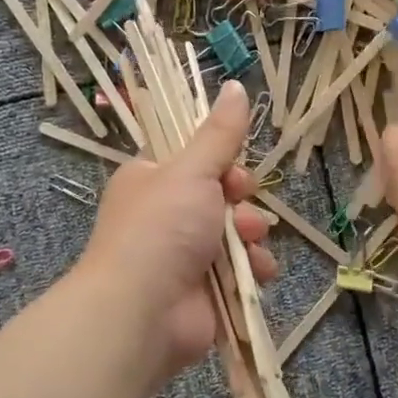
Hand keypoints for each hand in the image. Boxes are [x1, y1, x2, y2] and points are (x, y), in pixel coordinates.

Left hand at [79, 81, 277, 381]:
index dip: (223, 163)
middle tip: (240, 206)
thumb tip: (236, 85)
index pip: (197, 160)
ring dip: (252, 234)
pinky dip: (254, 269)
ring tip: (247, 242)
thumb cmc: (160, 229)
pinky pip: (244, 268)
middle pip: (224, 196)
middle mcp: (167, 216)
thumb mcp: (191, 171)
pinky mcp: (207, 290)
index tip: (234, 170)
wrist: (141, 312)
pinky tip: (256, 272)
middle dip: (242, 201)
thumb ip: (220, 134)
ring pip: (239, 232)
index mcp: (152, 180)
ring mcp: (186, 255)